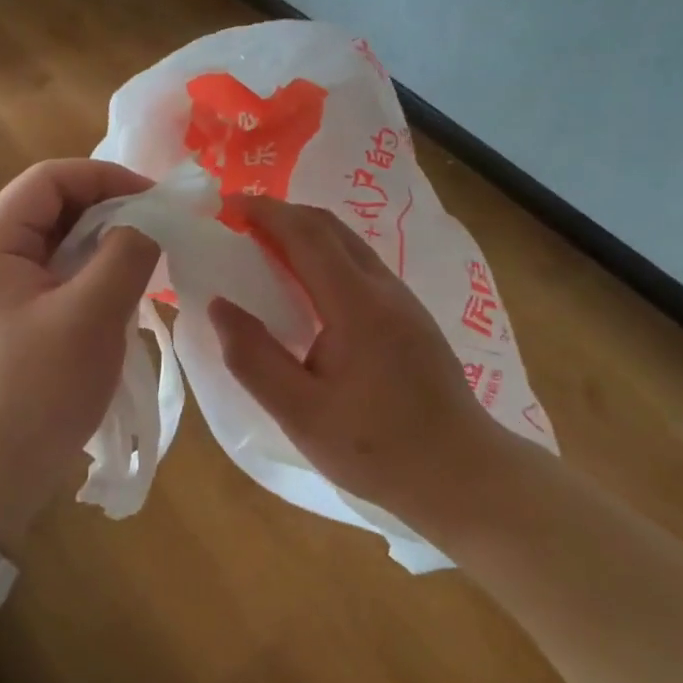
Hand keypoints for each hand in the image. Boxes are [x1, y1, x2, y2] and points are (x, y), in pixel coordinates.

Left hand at [0, 159, 158, 552]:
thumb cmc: (37, 390)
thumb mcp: (91, 315)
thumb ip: (126, 254)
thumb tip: (150, 222)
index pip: (49, 179)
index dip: (105, 177)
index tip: (155, 200)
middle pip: (54, 207)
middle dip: (110, 209)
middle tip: (160, 228)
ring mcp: (2, 291)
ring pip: (61, 244)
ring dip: (107, 244)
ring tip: (151, 258)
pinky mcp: (17, 320)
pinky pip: (62, 277)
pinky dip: (96, 274)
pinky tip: (127, 292)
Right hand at [208, 196, 497, 523]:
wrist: (463, 475)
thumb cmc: (377, 449)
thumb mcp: (301, 414)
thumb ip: (254, 358)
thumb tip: (218, 305)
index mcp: (357, 304)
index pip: (306, 234)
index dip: (263, 212)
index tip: (224, 207)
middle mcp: (383, 288)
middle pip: (329, 227)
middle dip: (281, 213)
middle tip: (238, 223)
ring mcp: (403, 300)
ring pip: (348, 244)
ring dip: (304, 233)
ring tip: (263, 248)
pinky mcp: (411, 317)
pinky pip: (360, 266)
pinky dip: (323, 256)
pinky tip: (306, 287)